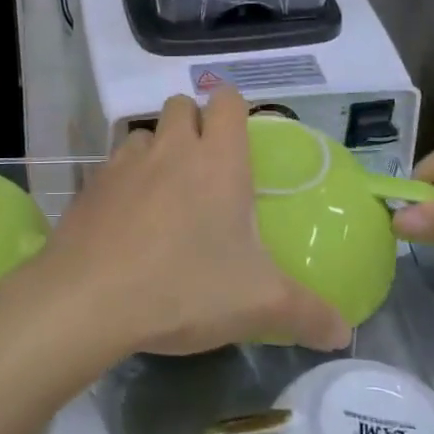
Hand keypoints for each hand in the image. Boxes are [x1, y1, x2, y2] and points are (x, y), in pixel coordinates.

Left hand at [36, 89, 350, 357]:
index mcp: (217, 159)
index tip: (241, 143)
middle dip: (194, 125)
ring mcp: (125, 162)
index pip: (227, 99)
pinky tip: (129, 222)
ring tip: (166, 197)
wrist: (89, 297)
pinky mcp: (92, 184)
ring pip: (146, 133)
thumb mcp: (259, 305)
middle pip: (182, 105)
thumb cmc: (185, 286)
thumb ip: (308, 314)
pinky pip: (114, 166)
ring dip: (158, 151)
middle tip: (207, 172)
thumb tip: (344, 334)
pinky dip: (126, 181)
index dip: (235, 111)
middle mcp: (171, 147)